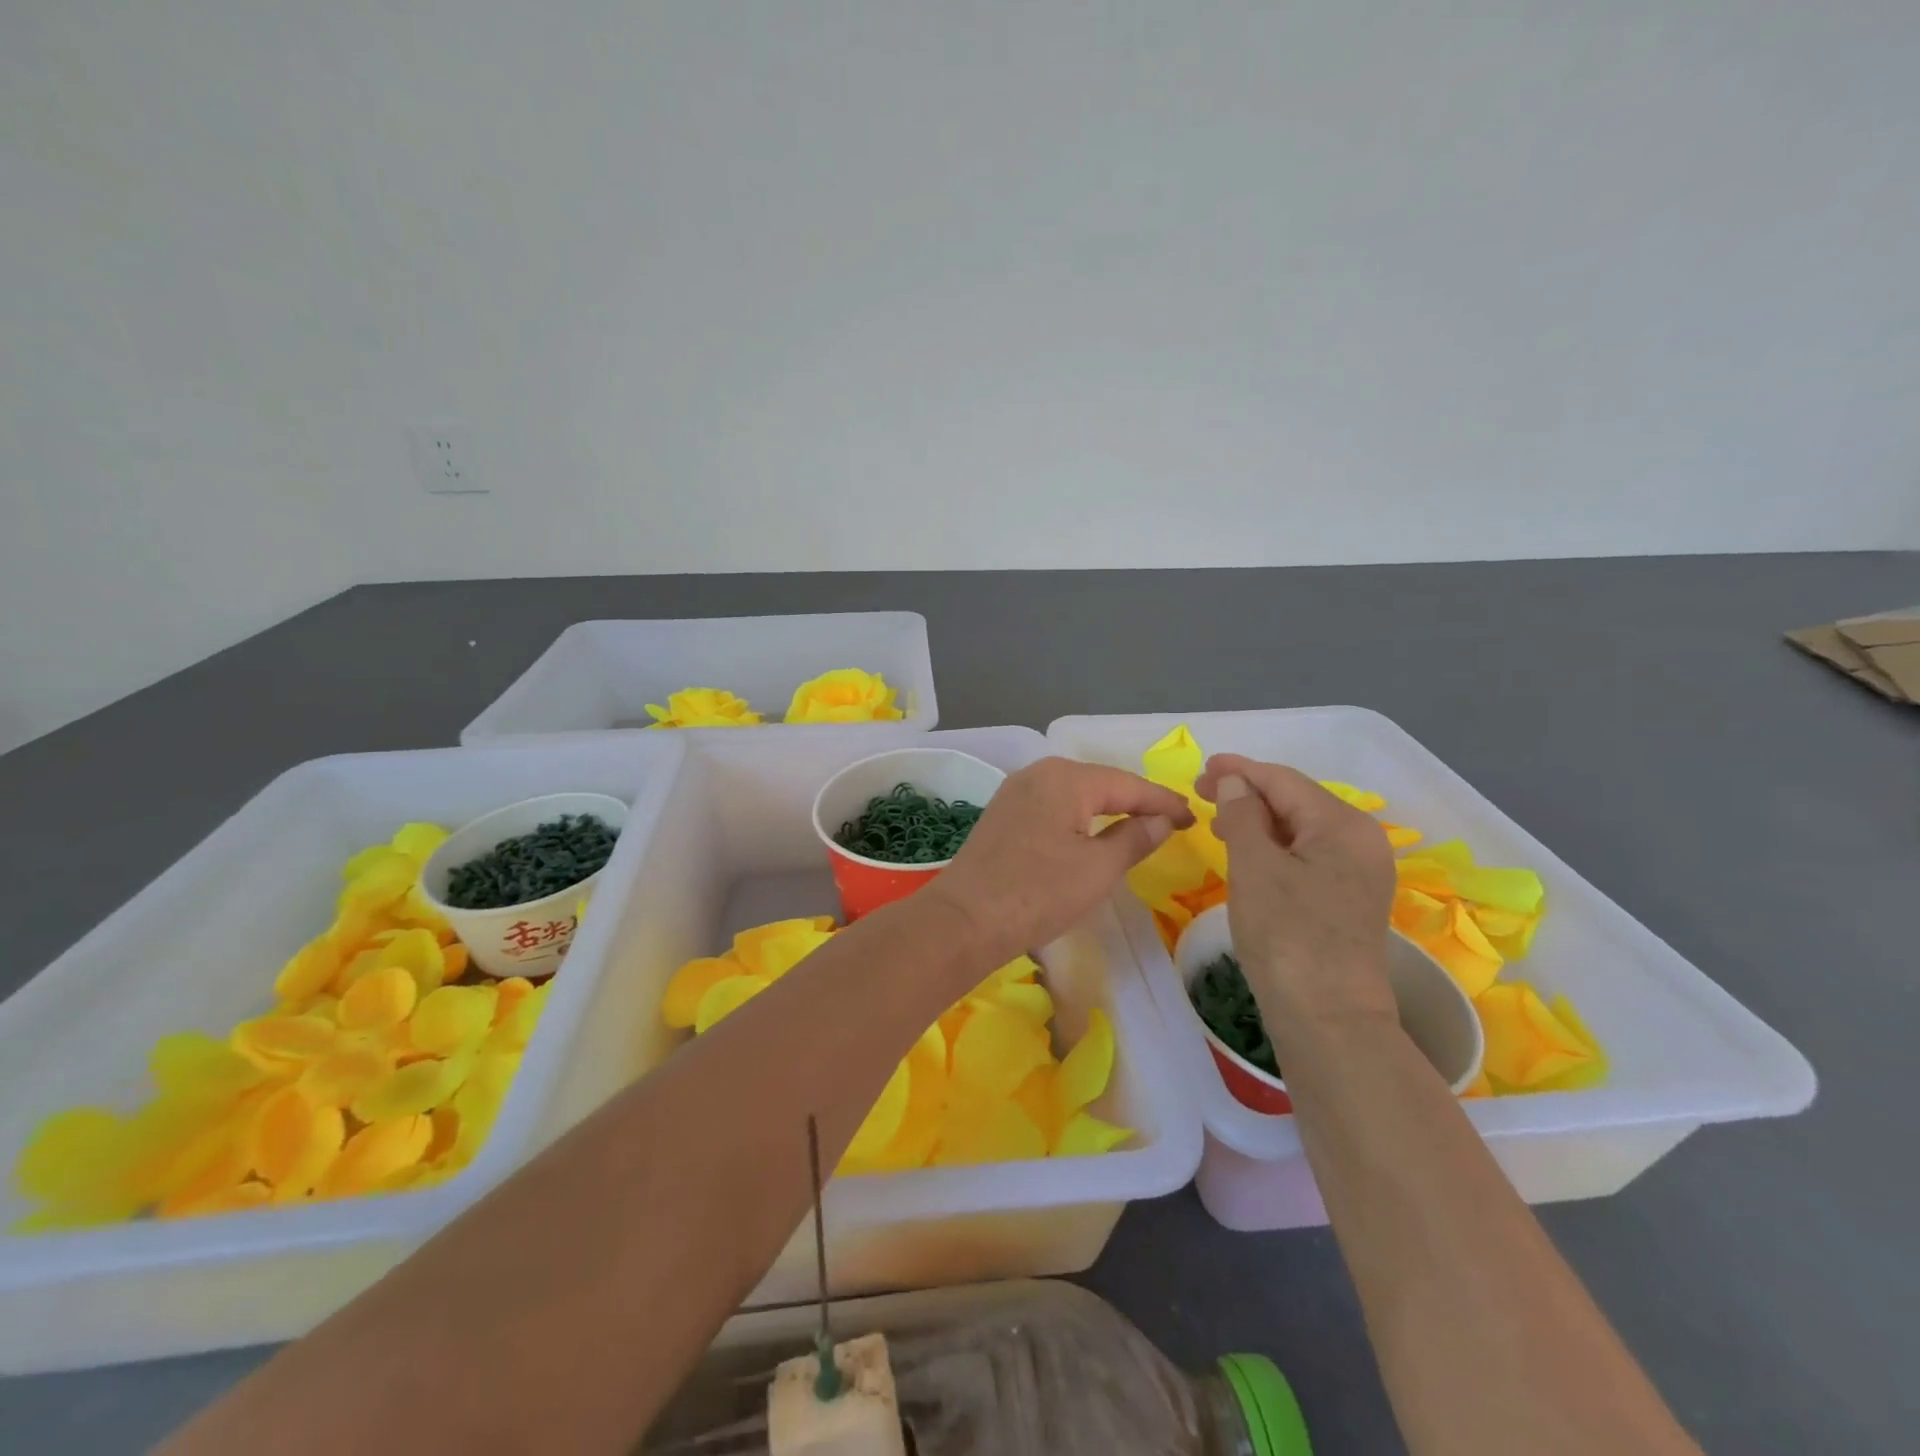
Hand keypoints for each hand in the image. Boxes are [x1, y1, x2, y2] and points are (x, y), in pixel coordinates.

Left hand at [929, 757, 1194, 966]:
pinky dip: (1080, 819)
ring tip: (1141, 826)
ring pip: (1075, 795)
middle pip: (1100, 783)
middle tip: (1172, 822)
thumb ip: (1135, 837)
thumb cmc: (1037, 894)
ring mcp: (1016, 792)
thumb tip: (1161, 819)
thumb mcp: (1097, 869)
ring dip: (1108, 810)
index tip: (1194, 818)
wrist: (963, 921)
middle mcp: (1038, 773)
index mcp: (1065, 778)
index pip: (1128, 784)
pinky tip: (1092, 833)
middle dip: (1136, 802)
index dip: (1163, 802)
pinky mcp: (1003, 815)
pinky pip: (1054, 808)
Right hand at [1196, 754, 1397, 1025]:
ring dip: (1258, 820)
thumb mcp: (1254, 867)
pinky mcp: (1349, 898)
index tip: (1200, 769)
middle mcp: (1360, 841)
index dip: (1239, 770)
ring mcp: (1359, 872)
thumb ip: (1242, 815)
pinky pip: (1307, 855)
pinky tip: (1249, 853)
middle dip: (1248, 794)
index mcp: (1343, 825)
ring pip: (1300, 829)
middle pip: (1296, 801)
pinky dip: (1274, 847)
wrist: (1329, 1019)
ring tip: (1218, 822)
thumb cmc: (1287, 935)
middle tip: (1201, 794)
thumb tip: (1234, 781)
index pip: (1283, 781)